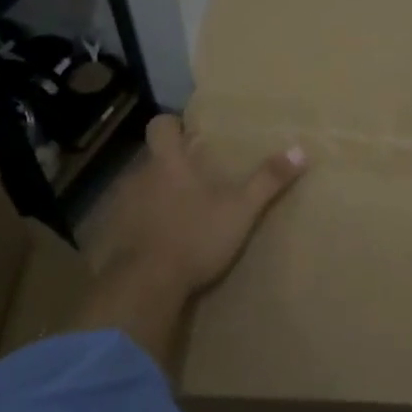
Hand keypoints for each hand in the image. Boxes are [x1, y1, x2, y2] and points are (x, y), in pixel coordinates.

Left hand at [100, 114, 306, 295]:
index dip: (173, 126)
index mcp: (168, 163)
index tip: (189, 135)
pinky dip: (140, 226)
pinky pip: (126, 221)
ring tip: (179, 214)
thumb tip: (301, 150)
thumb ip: (268, 180)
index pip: (160, 125)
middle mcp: (138, 176)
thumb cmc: (195, 237)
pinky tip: (157, 243)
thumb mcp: (240, 209)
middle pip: (151, 159)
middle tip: (196, 181)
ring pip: (138, 189)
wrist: (144, 286)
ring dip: (154, 196)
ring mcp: (120, 206)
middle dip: (170, 166)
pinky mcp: (110, 236)